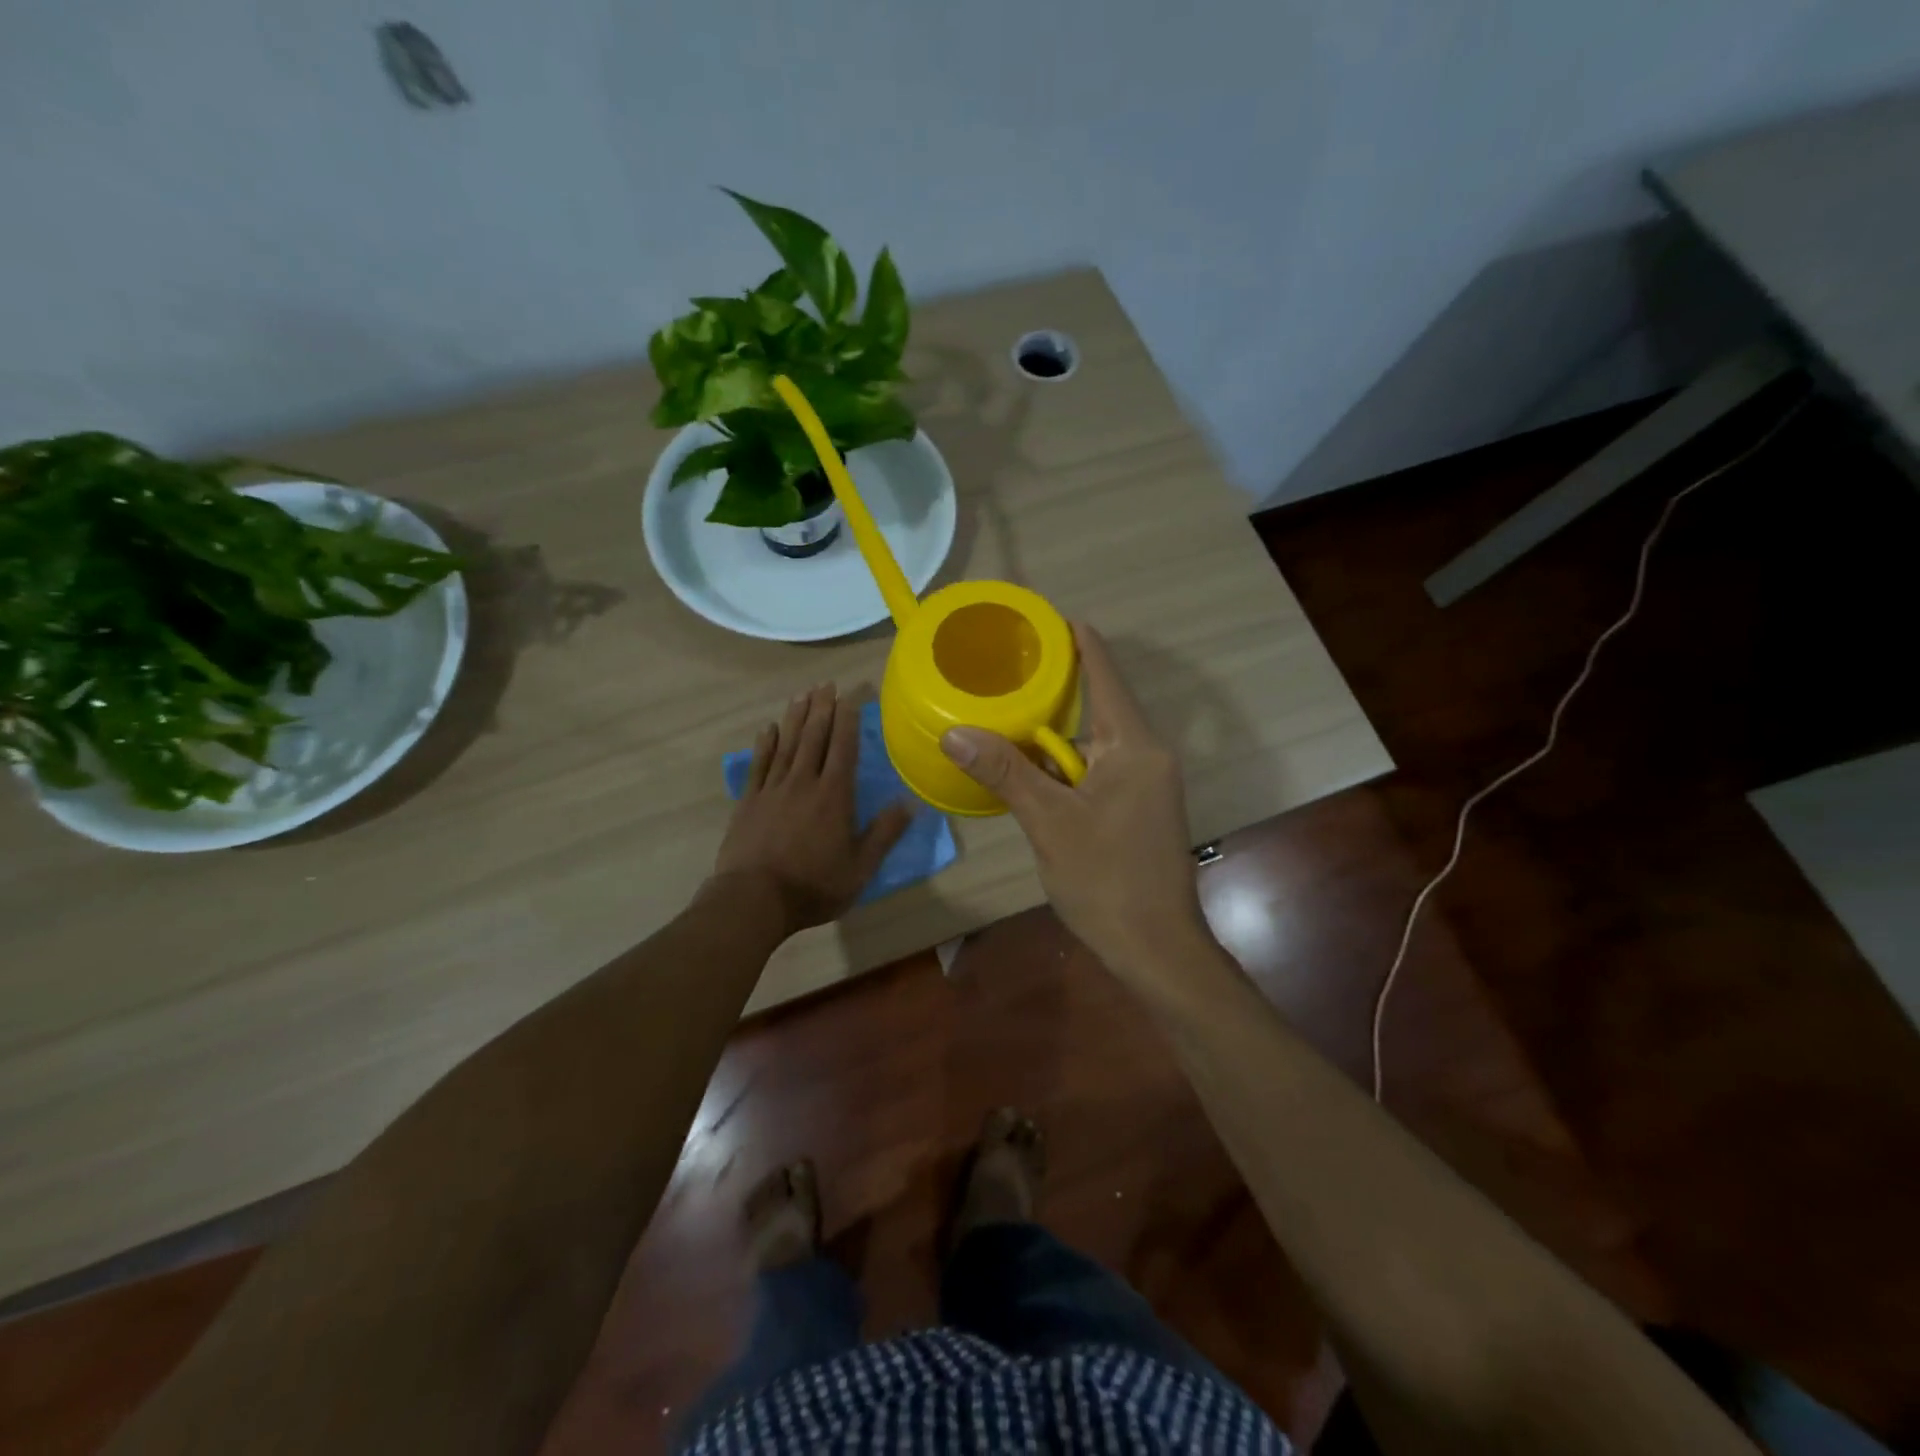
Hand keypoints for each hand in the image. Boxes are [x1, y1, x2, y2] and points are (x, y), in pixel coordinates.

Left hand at [712, 682, 913, 936]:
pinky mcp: (749, 801)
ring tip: (802, 694)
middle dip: (822, 709)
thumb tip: (910, 801)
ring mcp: (773, 789)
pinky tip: (769, 728)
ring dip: (796, 717)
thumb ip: (885, 833)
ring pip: (787, 744)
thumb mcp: (860, 867)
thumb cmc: (814, 885)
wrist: (754, 899)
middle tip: (826, 684)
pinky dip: (766, 743)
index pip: (843, 747)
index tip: (849, 696)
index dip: (847, 719)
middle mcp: (804, 782)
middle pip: (814, 737)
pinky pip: (759, 764)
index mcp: (834, 795)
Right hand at [940, 625, 1207, 982]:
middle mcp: (1145, 754)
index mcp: (1133, 745)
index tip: (1043, 618)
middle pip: (1096, 706)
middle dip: (1052, 691)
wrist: (1155, 948)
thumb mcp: (1049, 822)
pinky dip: (1062, 768)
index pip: (1104, 673)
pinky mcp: (1137, 808)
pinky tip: (1027, 773)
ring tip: (1002, 719)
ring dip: (1051, 737)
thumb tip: (954, 732)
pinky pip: (1095, 771)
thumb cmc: (1107, 880)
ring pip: (1091, 744)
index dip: (1077, 640)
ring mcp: (1144, 783)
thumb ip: (1005, 771)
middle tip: (1003, 672)